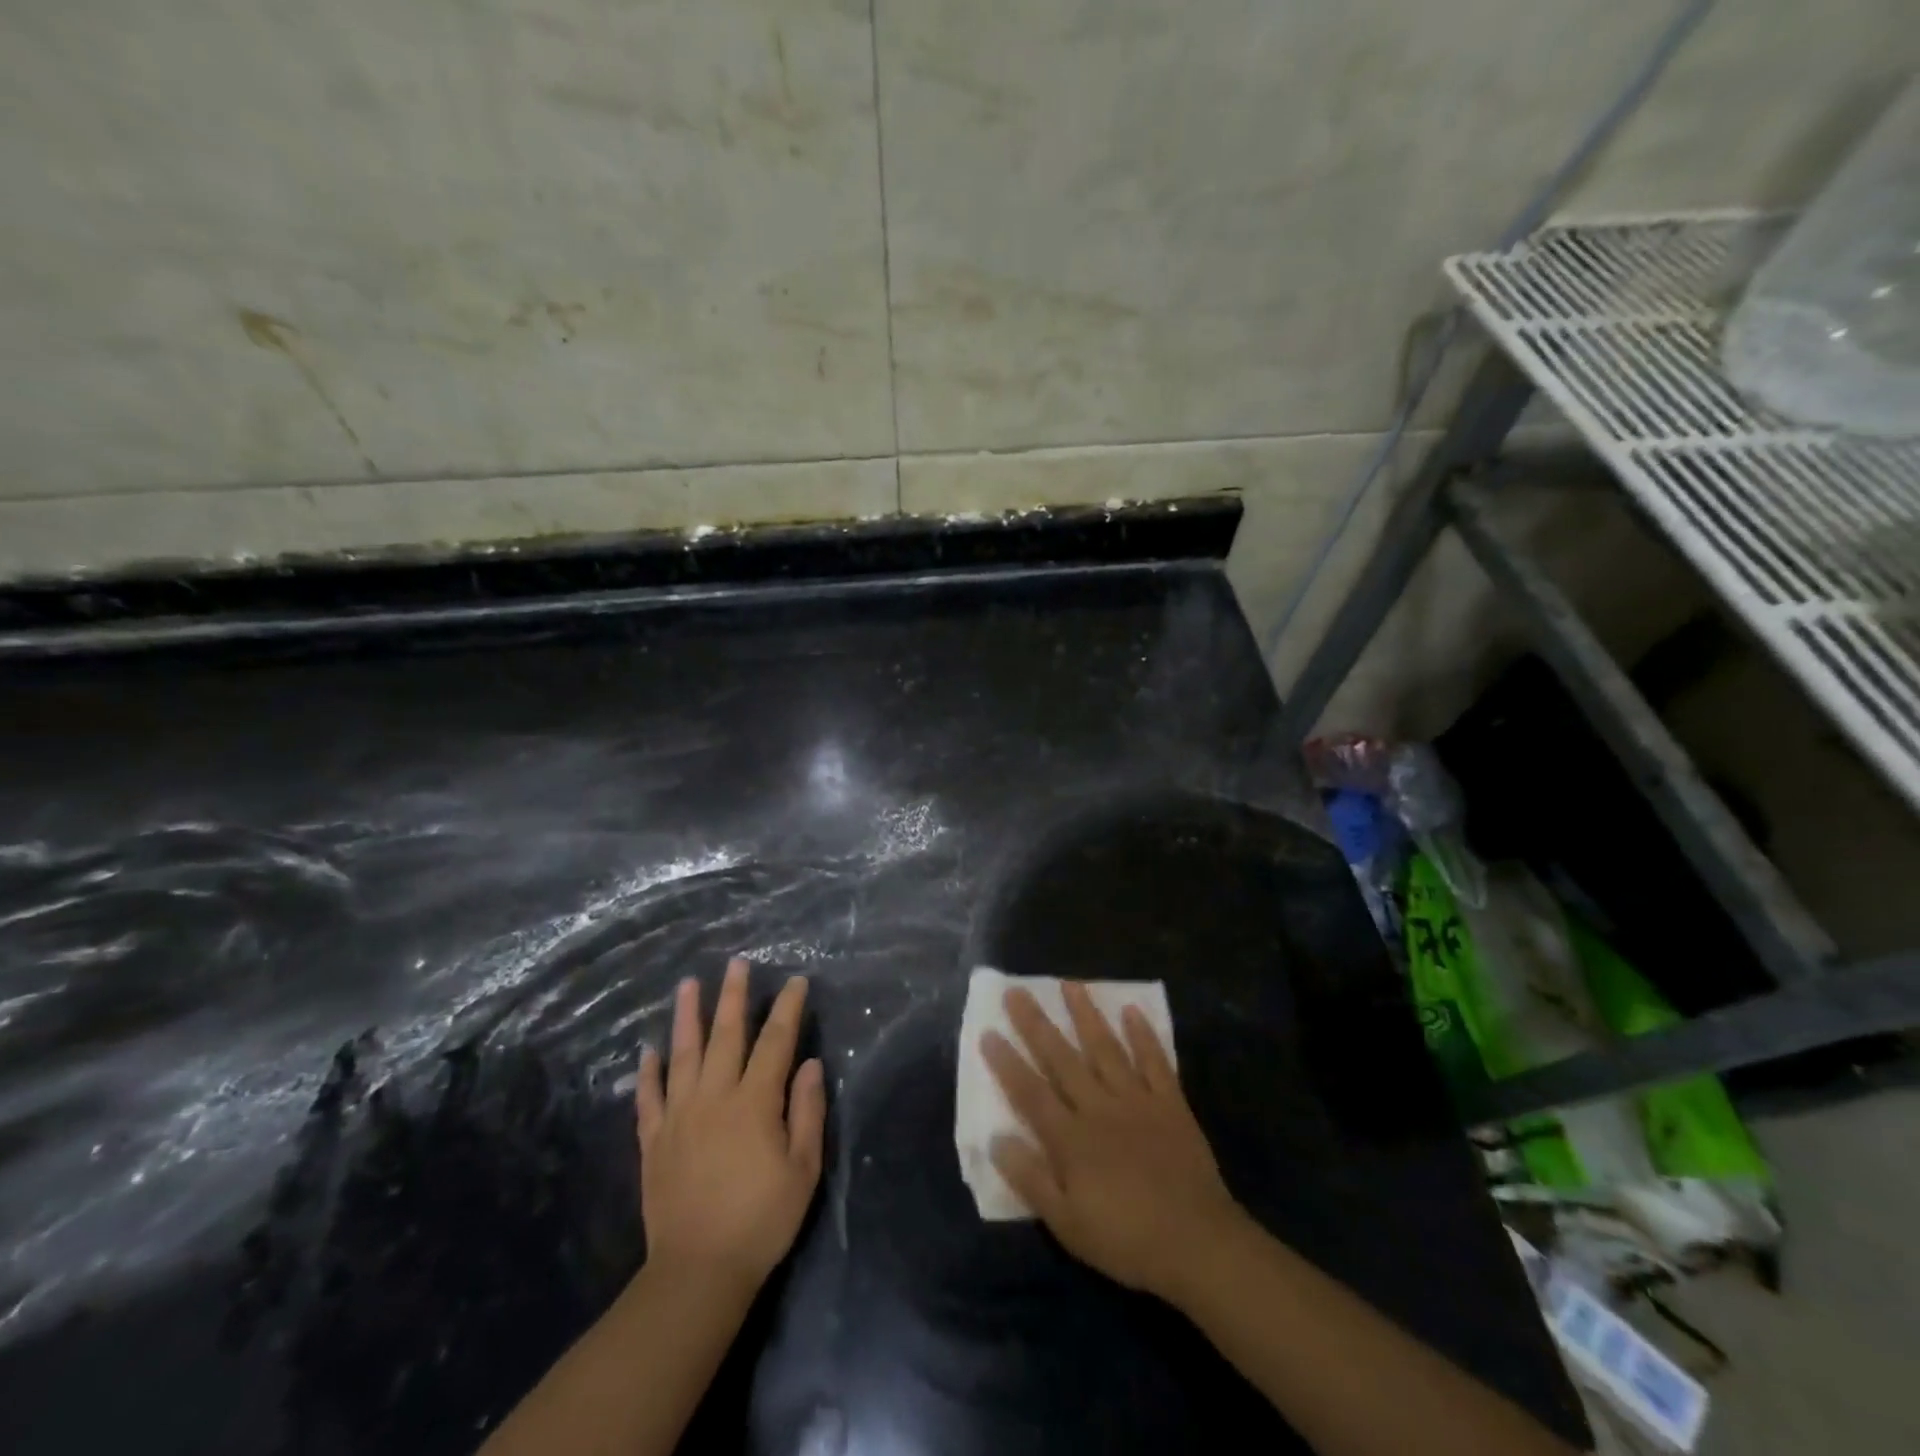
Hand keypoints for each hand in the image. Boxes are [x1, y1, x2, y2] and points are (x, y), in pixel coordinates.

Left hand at [636, 958, 825, 1293]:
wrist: (698, 1272)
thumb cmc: (761, 1220)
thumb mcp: (803, 1169)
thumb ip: (807, 1111)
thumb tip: (809, 1064)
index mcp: (755, 1102)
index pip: (775, 1042)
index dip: (786, 1009)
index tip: (794, 981)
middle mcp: (715, 1097)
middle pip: (725, 1036)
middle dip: (733, 996)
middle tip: (735, 963)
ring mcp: (679, 1117)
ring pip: (682, 1055)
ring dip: (687, 1017)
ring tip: (688, 985)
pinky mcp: (653, 1141)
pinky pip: (649, 1098)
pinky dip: (648, 1072)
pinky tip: (649, 1051)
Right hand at [982, 982, 1246, 1303]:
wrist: (1198, 1244)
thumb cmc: (1126, 1240)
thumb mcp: (1067, 1224)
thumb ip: (1031, 1179)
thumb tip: (996, 1139)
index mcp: (1071, 1138)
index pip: (1030, 1092)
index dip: (1007, 1062)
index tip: (987, 1031)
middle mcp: (1099, 1107)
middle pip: (1062, 1059)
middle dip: (1036, 1024)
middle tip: (1017, 991)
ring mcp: (1136, 1100)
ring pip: (1106, 1049)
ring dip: (1086, 1015)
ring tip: (1071, 984)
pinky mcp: (1170, 1103)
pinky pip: (1155, 1062)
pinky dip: (1143, 1036)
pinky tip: (1132, 1011)